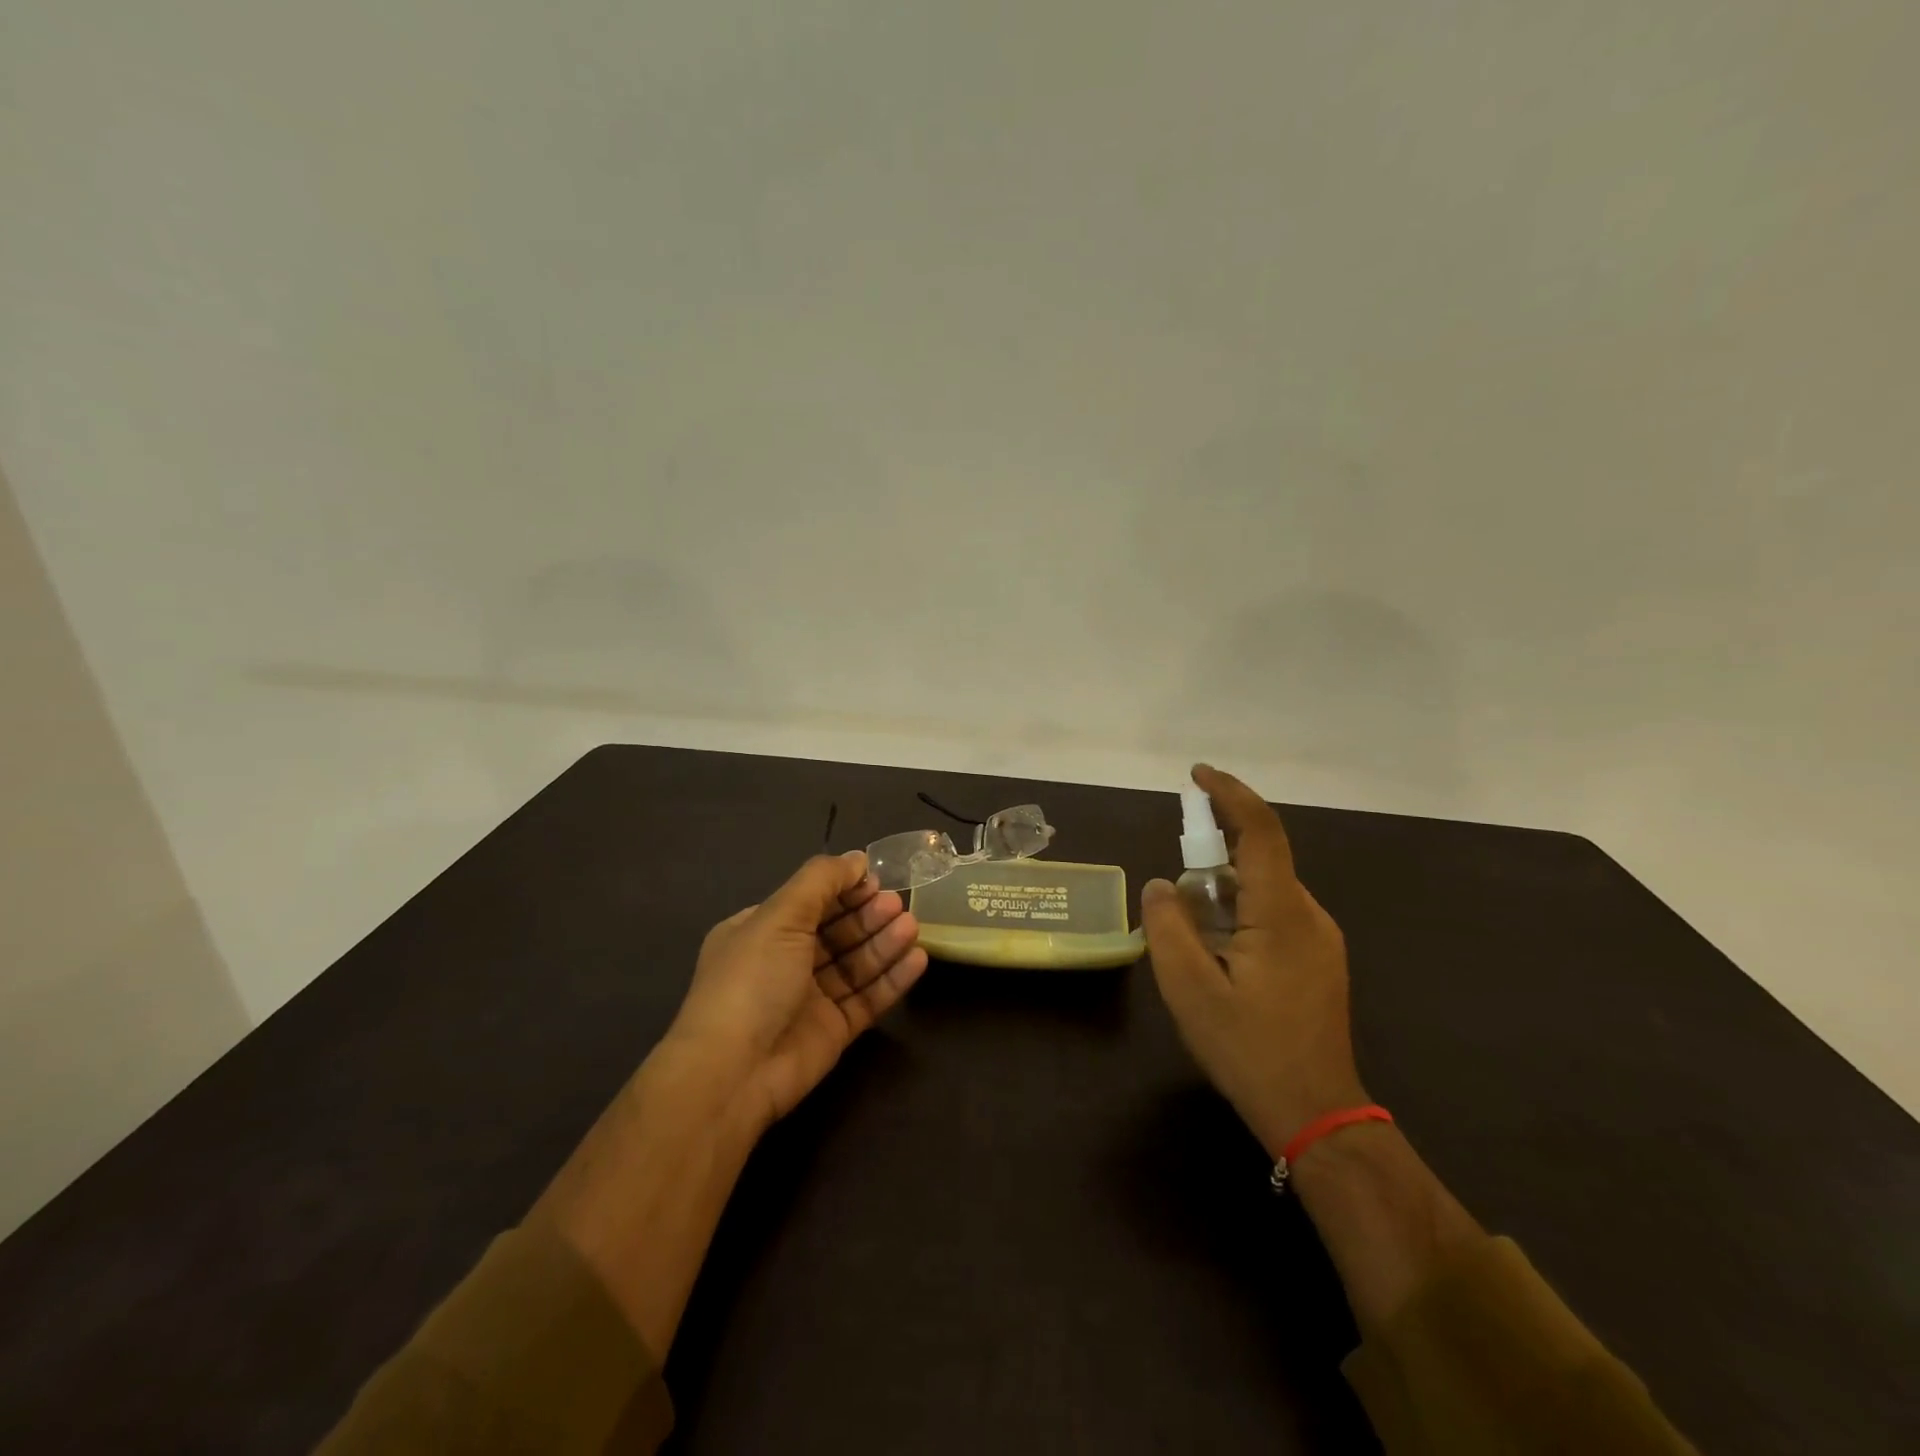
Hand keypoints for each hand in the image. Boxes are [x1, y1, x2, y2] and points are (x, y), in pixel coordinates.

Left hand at [662, 851, 928, 1129]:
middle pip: (837, 931)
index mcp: (761, 931)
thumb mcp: (779, 916)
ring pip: (856, 963)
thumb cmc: (752, 981)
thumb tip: (857, 858)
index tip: (876, 880)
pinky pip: (868, 998)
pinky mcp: (834, 1030)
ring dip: (884, 943)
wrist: (733, 1073)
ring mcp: (810, 998)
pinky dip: (892, 979)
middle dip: (868, 915)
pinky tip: (918, 960)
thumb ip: (821, 880)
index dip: (844, 889)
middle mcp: (785, 961)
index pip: (811, 901)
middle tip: (899, 905)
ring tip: (912, 928)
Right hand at [1141, 765, 1367, 1158]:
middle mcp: (1310, 915)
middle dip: (1212, 858)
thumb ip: (1167, 927)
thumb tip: (1161, 885)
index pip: (1260, 831)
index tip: (1196, 775)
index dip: (1229, 794)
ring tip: (1193, 941)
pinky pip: (1275, 914)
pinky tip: (1220, 957)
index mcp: (1281, 914)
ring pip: (1264, 889)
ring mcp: (1321, 938)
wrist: (1317, 1116)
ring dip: (1223, 895)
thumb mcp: (1189, 989)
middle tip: (1175, 894)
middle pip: (1259, 859)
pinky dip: (1240, 914)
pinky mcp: (1320, 959)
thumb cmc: (1249, 1050)